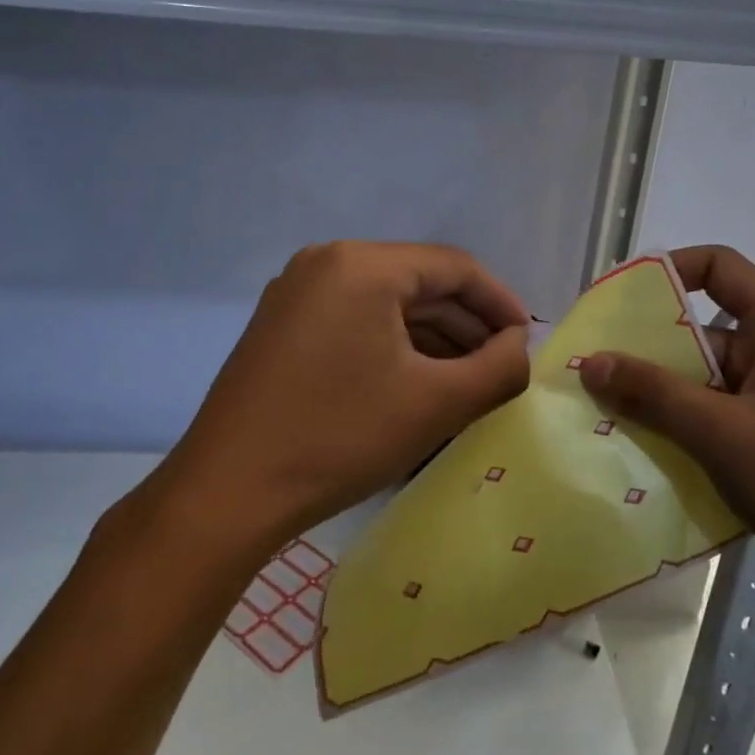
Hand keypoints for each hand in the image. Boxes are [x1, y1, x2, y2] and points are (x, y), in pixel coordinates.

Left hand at [162, 242, 530, 552]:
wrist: (228, 492)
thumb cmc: (340, 437)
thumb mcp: (436, 403)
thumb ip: (498, 368)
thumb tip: (519, 346)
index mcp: (362, 264)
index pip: (454, 267)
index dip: (500, 303)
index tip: (526, 342)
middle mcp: (326, 262)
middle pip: (418, 282)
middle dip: (465, 325)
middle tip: (499, 367)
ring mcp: (296, 292)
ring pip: (385, 303)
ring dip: (431, 338)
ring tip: (464, 381)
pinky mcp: (281, 325)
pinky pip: (354, 320)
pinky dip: (391, 345)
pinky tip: (414, 382)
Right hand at [578, 245, 754, 634]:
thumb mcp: (724, 434)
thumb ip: (654, 394)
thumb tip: (590, 360)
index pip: (719, 267)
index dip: (668, 270)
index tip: (619, 301)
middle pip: (701, 330)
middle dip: (646, 350)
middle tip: (592, 370)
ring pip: (702, 383)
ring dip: (658, 398)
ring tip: (602, 415)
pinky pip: (714, 421)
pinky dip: (680, 431)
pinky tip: (641, 455)